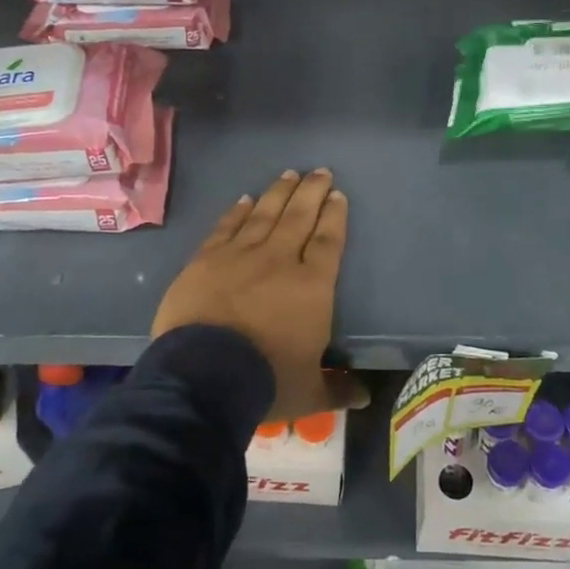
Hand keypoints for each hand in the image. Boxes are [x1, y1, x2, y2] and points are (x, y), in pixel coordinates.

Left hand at [153, 169, 368, 421]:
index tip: (338, 195)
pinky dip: (238, 212)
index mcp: (312, 286)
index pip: (328, 241)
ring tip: (290, 173)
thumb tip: (364, 397)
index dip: (335, 216)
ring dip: (279, 192)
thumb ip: (336, 389)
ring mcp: (240, 256)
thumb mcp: (309, 393)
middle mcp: (280, 260)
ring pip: (265, 214)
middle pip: (300, 216)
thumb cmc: (266, 381)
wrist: (205, 375)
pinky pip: (227, 227)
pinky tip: (246, 199)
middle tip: (321, 171)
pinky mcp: (206, 259)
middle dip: (312, 191)